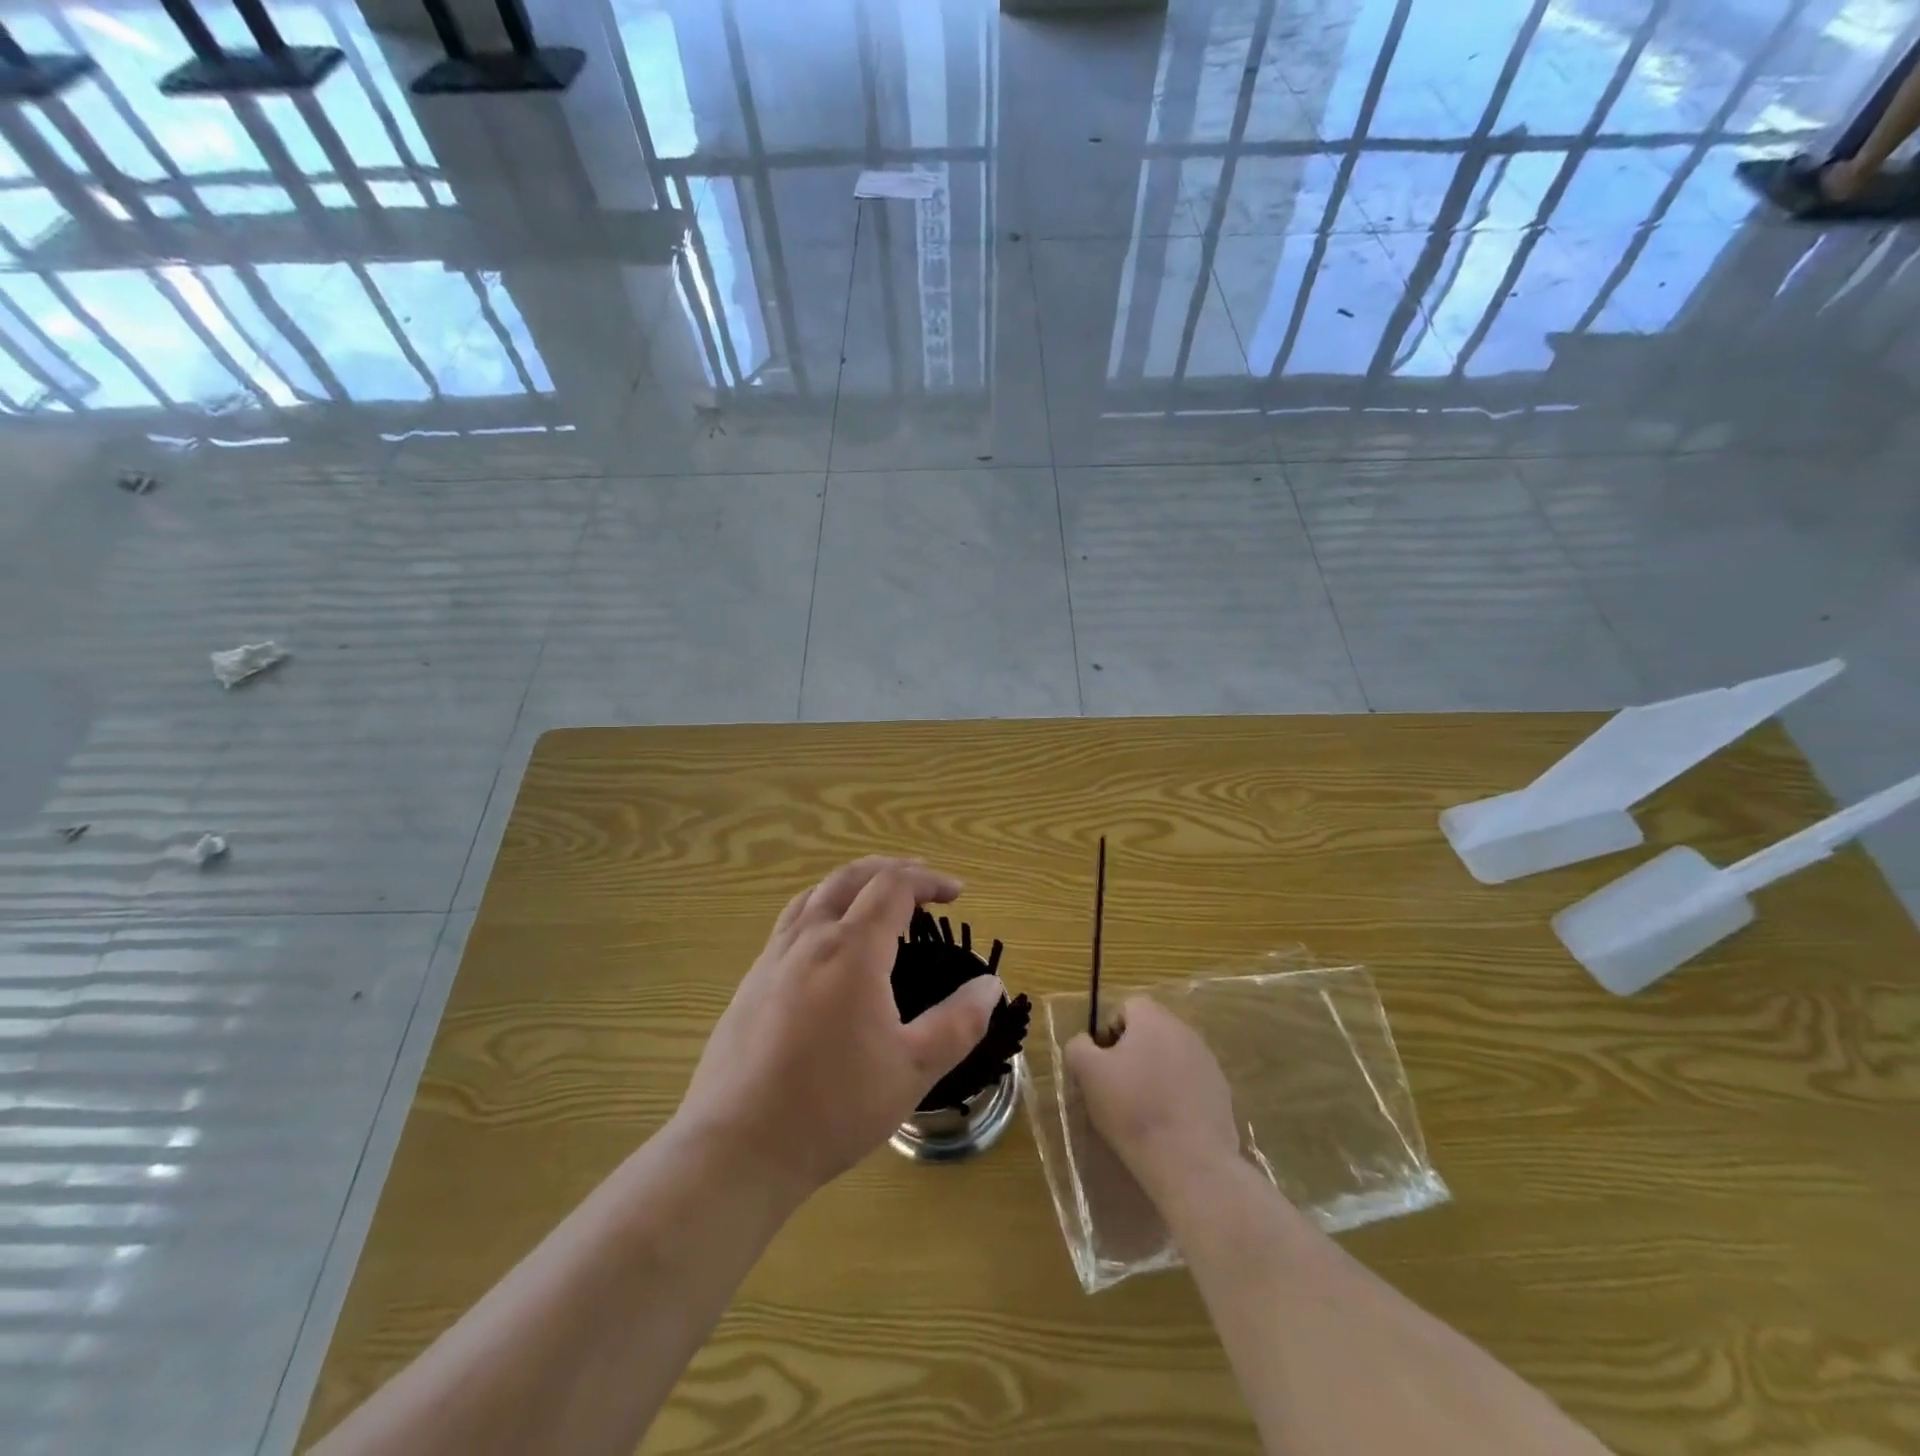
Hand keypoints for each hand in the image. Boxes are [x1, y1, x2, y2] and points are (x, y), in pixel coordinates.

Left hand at [678, 857, 1002, 1198]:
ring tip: (876, 897)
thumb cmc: (834, 1105)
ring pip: (815, 894)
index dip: (929, 880)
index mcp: (851, 949)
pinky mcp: (750, 982)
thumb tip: (990, 986)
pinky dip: (822, 908)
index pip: (893, 886)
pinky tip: (827, 943)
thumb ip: (959, 1022)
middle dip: (891, 869)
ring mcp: (772, 958)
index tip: (957, 893)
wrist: (739, 1146)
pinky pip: (791, 922)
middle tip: (922, 881)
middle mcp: (809, 939)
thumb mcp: (913, 1068)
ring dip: (853, 883)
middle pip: (851, 877)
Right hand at [1066, 996, 1240, 1196]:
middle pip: (1151, 1032)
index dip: (1109, 1032)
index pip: (1127, 1007)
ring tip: (1143, 1109)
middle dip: (1132, 1053)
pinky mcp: (1222, 1093)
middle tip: (1117, 1087)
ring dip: (1155, 1074)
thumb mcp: (1088, 1073)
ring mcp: (1208, 1062)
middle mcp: (1185, 1031)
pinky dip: (1176, 1096)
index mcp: (1153, 1018)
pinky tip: (1167, 1124)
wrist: (1190, 1162)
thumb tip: (1085, 1044)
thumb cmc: (1133, 1109)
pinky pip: (1190, 1084)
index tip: (1102, 1065)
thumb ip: (1078, 1047)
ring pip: (1171, 1058)